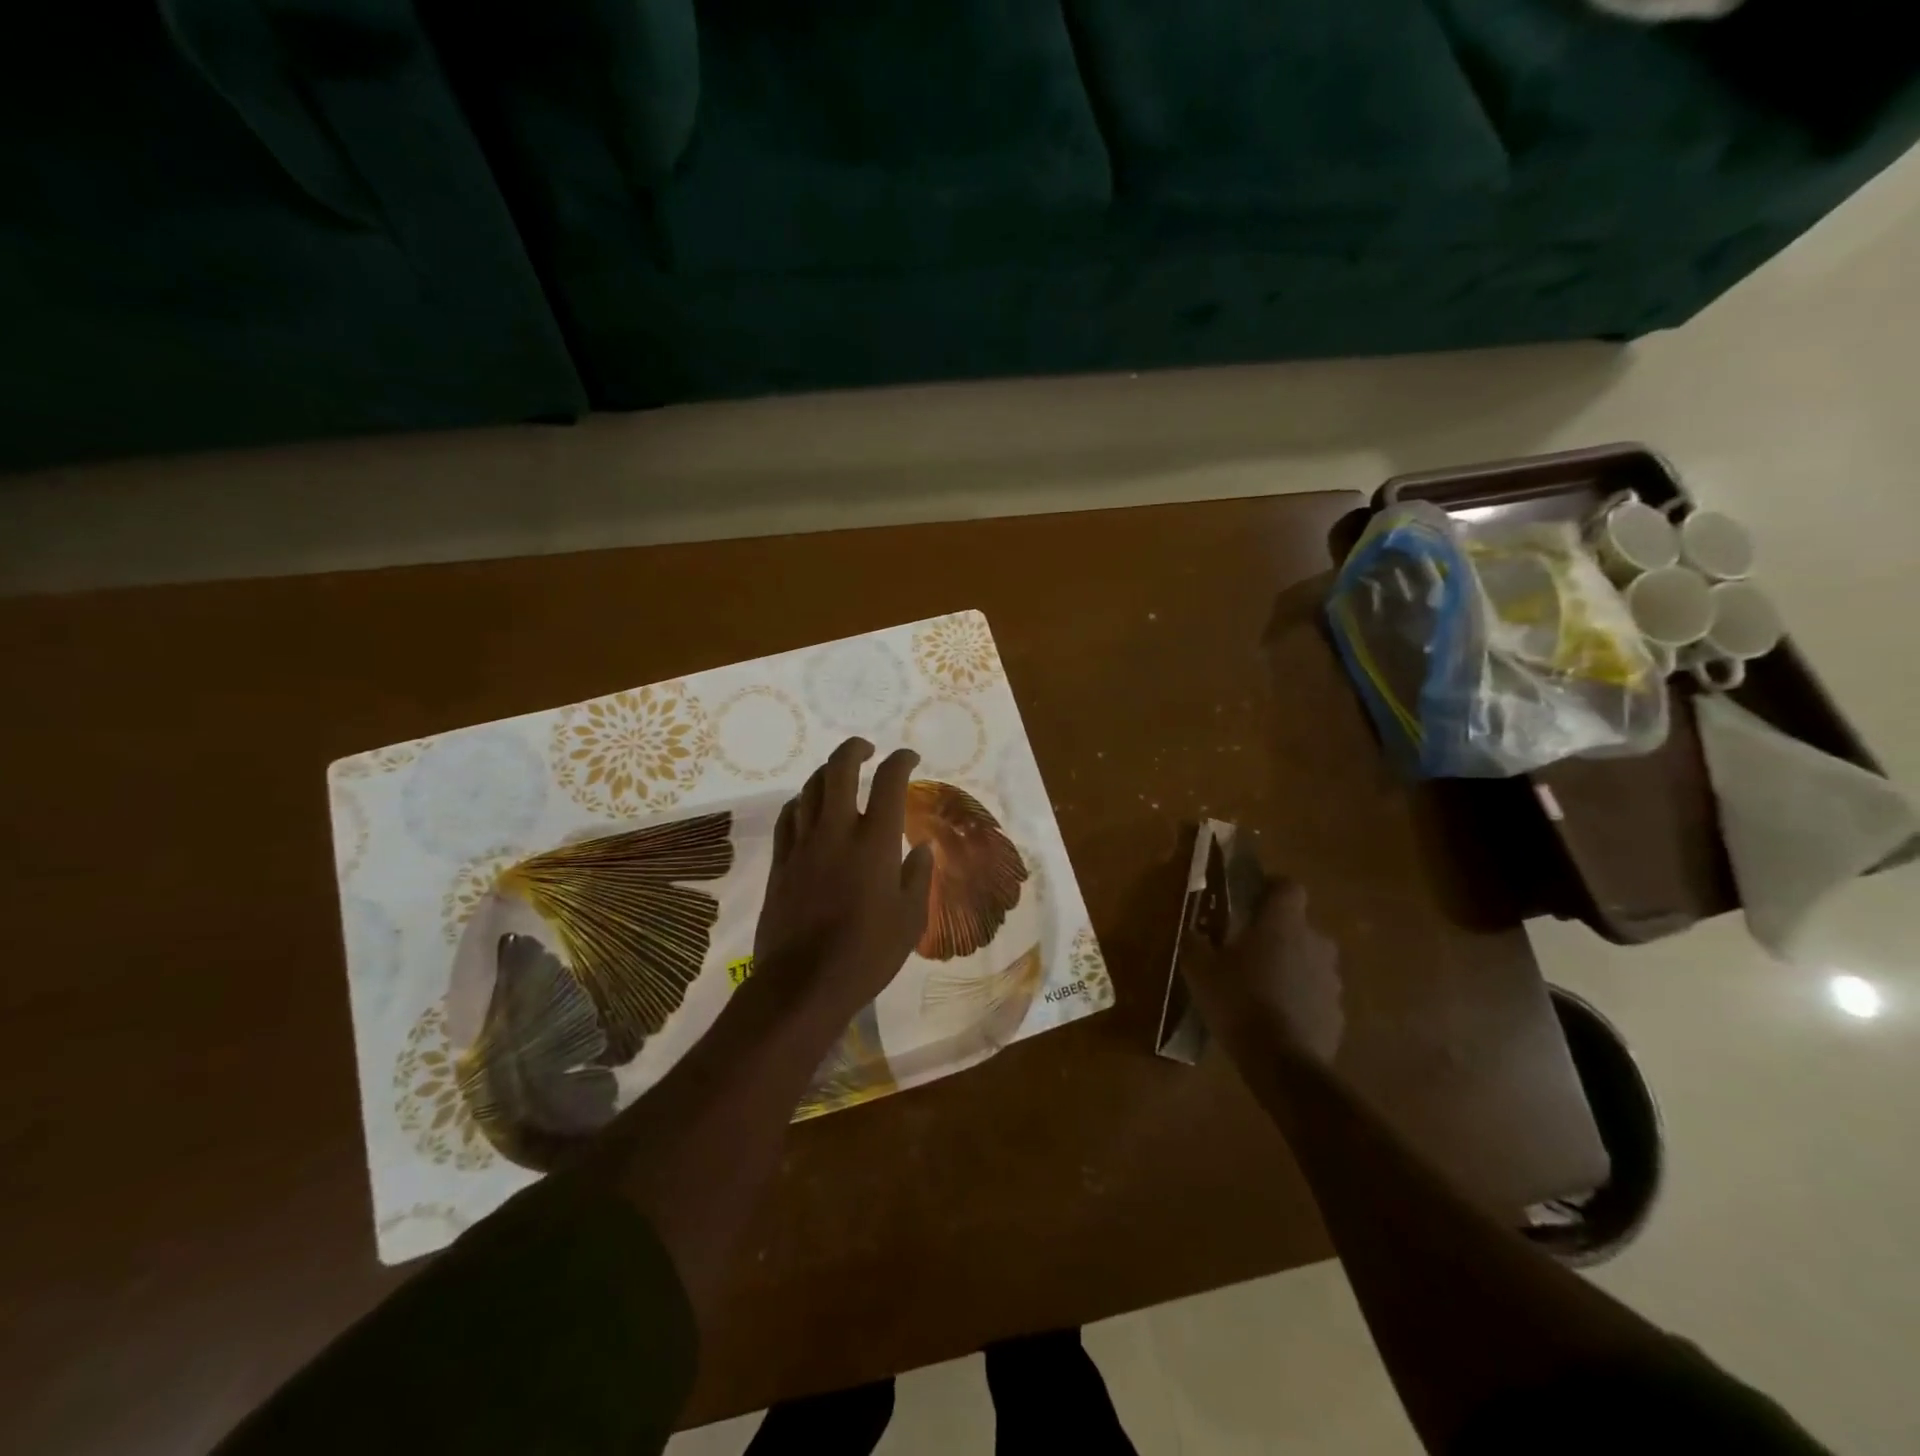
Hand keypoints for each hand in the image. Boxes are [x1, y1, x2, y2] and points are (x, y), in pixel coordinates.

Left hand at [753, 738, 933, 1026]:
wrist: (803, 983)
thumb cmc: (867, 953)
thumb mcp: (909, 919)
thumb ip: (917, 876)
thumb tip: (921, 848)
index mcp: (875, 842)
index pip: (890, 782)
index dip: (901, 761)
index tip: (909, 757)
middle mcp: (837, 831)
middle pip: (839, 769)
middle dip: (854, 749)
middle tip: (867, 749)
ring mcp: (803, 844)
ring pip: (810, 788)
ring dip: (828, 772)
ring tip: (840, 774)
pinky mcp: (781, 861)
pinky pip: (789, 816)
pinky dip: (803, 801)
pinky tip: (809, 807)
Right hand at [1184, 878, 1343, 1063]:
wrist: (1281, 1062)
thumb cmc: (1238, 1000)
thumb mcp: (1199, 969)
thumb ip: (1195, 943)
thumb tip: (1192, 932)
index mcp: (1283, 923)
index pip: (1288, 886)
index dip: (1271, 889)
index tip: (1251, 901)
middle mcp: (1315, 942)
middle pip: (1299, 926)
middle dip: (1277, 935)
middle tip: (1248, 952)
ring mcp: (1331, 979)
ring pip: (1309, 961)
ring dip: (1290, 968)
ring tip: (1261, 989)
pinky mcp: (1337, 1012)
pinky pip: (1315, 994)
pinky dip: (1299, 999)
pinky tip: (1275, 1019)